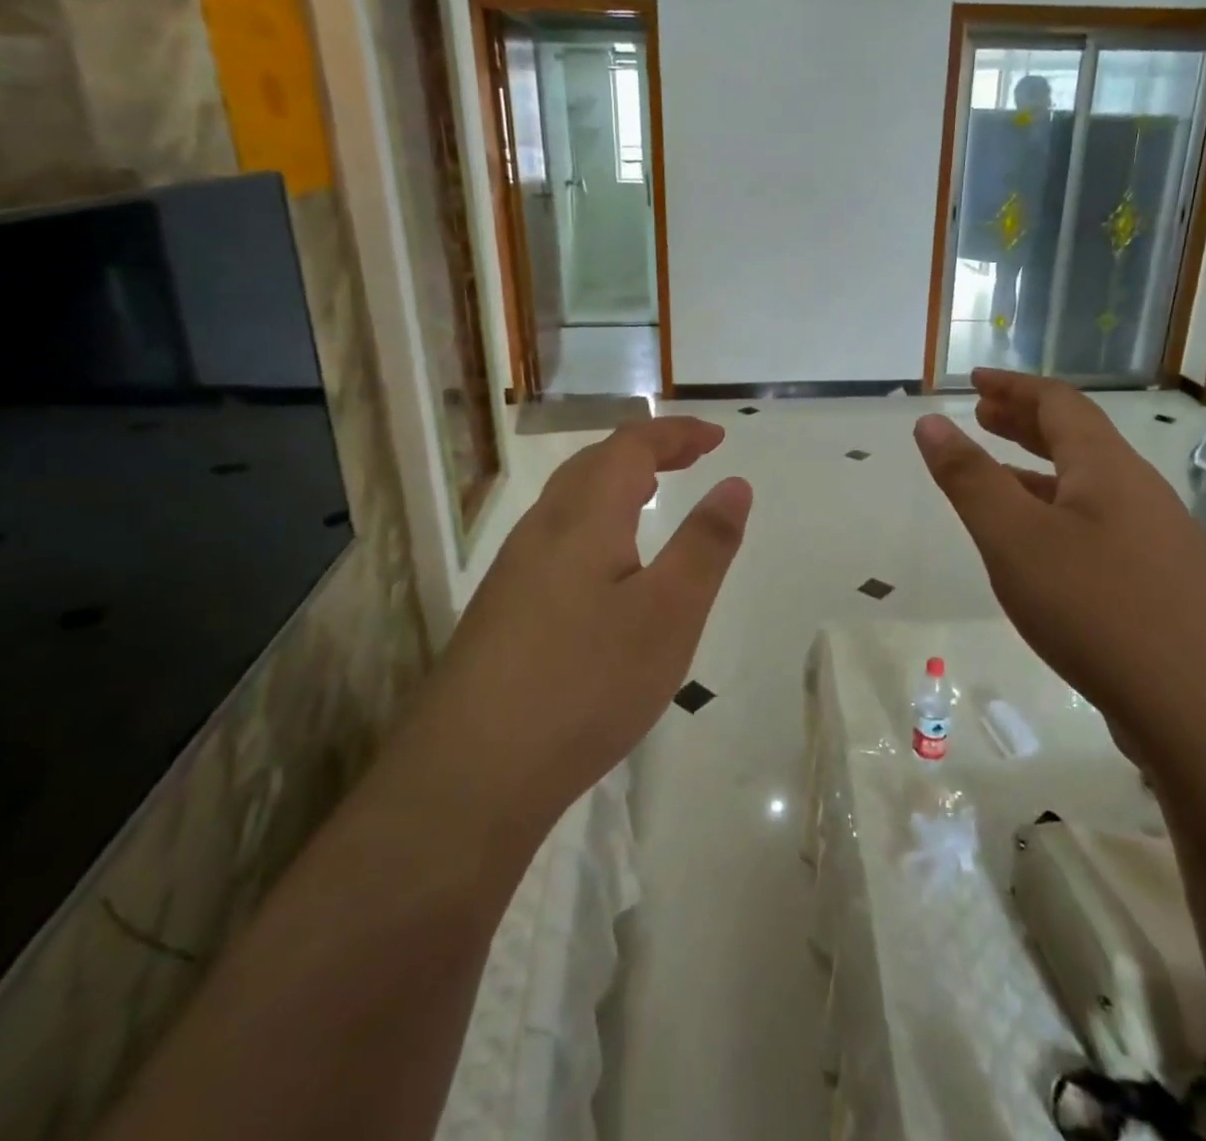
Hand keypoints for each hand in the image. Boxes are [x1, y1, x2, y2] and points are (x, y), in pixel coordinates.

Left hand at [424, 417, 751, 828]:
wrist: (471, 772)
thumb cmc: (587, 682)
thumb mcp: (670, 613)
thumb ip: (706, 544)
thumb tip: (734, 483)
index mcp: (584, 517)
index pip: (631, 446)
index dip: (676, 433)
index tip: (718, 437)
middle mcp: (541, 529)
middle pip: (594, 464)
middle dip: (647, 450)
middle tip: (691, 457)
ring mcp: (514, 570)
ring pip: (569, 501)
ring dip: (616, 482)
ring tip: (652, 494)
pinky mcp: (502, 608)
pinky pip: (556, 536)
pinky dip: (595, 520)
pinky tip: (605, 563)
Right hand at [913, 369, 1205, 752]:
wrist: (1202, 709)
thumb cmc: (1095, 607)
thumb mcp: (1014, 538)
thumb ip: (969, 478)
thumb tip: (931, 423)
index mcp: (1106, 468)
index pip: (1059, 403)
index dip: (1014, 387)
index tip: (974, 382)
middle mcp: (1137, 492)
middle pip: (1078, 438)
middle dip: (1026, 421)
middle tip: (983, 416)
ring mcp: (1154, 539)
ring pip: (1088, 486)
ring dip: (1040, 469)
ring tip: (999, 475)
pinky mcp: (1158, 583)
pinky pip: (1097, 525)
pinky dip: (1058, 514)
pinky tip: (1039, 548)